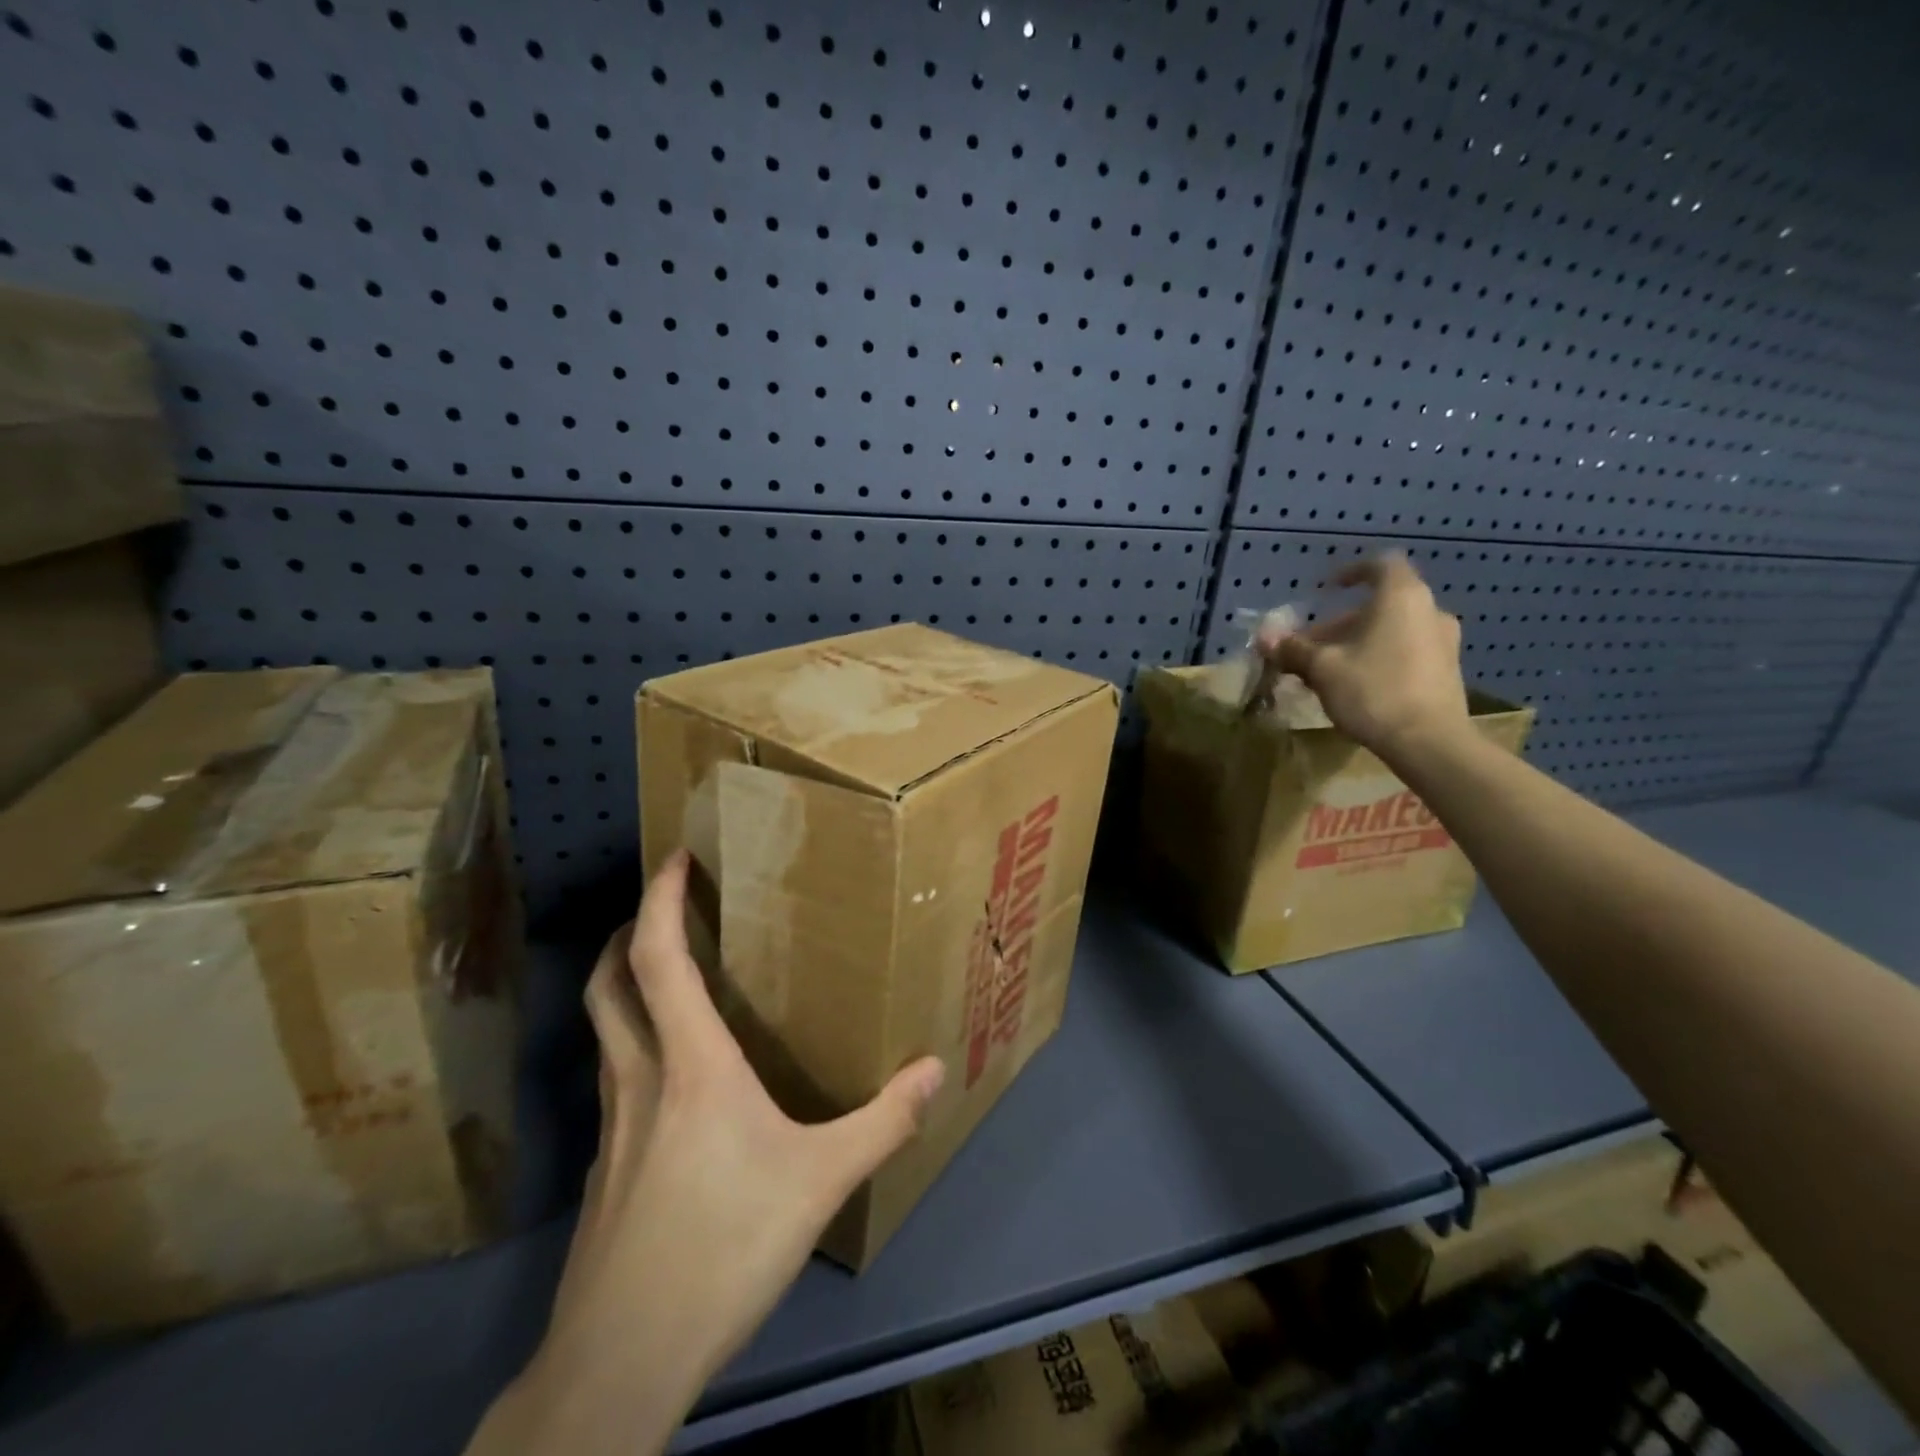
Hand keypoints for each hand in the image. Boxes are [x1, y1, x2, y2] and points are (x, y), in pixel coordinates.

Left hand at [467, 851, 945, 1455]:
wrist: (621, 1359)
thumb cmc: (723, 1247)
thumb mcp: (820, 1181)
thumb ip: (881, 1122)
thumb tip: (934, 1069)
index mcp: (689, 1063)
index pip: (657, 958)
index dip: (660, 900)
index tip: (676, 858)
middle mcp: (640, 1078)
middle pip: (610, 982)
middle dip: (630, 932)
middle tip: (665, 907)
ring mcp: (613, 1125)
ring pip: (606, 1030)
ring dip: (627, 986)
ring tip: (671, 977)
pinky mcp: (605, 1168)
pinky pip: (616, 1080)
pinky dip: (635, 1047)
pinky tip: (673, 1081)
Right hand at [1260, 554, 1469, 758]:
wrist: (1429, 742)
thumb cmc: (1373, 691)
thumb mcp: (1322, 668)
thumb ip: (1293, 649)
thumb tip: (1265, 638)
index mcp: (1401, 598)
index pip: (1381, 564)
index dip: (1352, 572)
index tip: (1329, 589)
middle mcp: (1429, 611)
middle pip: (1378, 605)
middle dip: (1339, 624)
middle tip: (1309, 647)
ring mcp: (1443, 642)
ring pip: (1390, 631)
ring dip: (1357, 643)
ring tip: (1326, 670)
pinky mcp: (1447, 670)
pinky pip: (1405, 651)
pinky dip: (1378, 658)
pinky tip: (1355, 686)